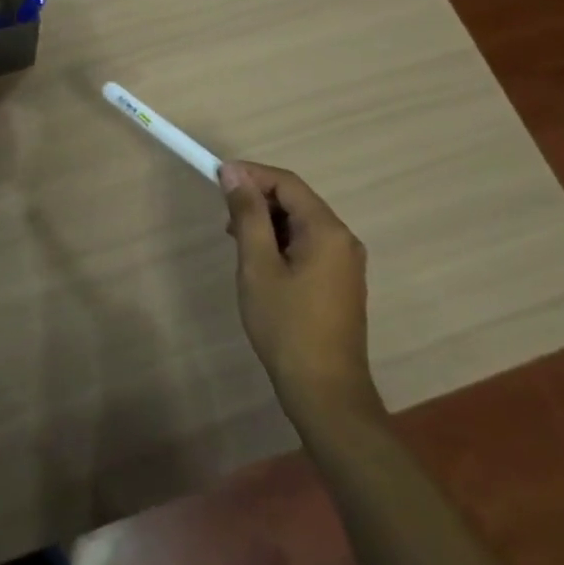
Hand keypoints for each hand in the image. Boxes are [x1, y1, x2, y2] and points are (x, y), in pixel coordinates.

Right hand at [221, 161, 384, 428]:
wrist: (325, 392)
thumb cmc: (287, 325)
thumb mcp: (258, 265)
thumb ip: (247, 214)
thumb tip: (233, 172)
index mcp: (327, 230)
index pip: (286, 182)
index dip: (251, 175)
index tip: (217, 179)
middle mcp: (343, 239)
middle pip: (296, 200)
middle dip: (258, 199)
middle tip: (224, 216)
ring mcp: (346, 262)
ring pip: (301, 223)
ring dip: (267, 222)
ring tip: (236, 240)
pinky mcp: (340, 282)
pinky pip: (309, 245)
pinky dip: (281, 242)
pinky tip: (260, 262)